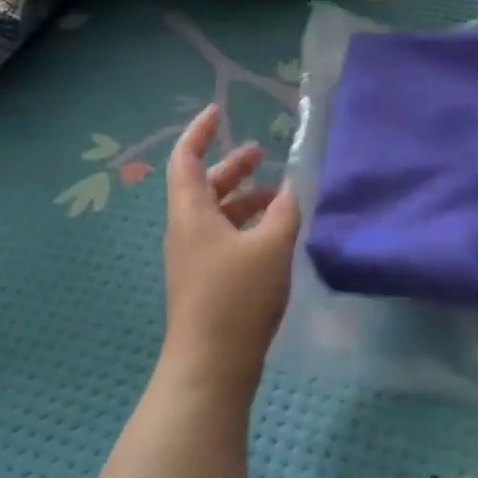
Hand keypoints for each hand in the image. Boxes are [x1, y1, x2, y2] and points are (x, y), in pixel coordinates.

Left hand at [161, 104, 299, 395]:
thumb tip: (291, 187)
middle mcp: (186, 230)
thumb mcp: (271, 247)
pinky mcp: (205, 280)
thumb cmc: (237, 298)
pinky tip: (273, 233)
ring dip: (243, 198)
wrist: (210, 366)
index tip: (219, 111)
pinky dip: (245, 225)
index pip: (186, 159)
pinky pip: (223, 237)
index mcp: (191, 213)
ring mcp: (193, 258)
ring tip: (278, 194)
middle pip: (203, 185)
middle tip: (261, 153)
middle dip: (231, 165)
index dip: (200, 132)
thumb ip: (285, 211)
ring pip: (215, 213)